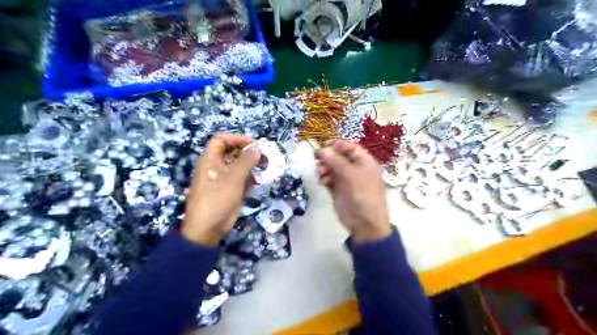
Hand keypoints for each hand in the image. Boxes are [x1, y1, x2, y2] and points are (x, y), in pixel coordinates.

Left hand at [183, 134, 261, 245]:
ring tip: (266, 166)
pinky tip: (261, 179)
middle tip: (263, 155)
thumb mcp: (233, 178)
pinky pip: (241, 178)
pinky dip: (251, 177)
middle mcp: (216, 166)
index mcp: (210, 159)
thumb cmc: (217, 198)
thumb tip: (257, 148)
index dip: (237, 138)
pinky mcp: (230, 189)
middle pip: (232, 152)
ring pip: (239, 165)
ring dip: (252, 165)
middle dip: (248, 152)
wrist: (208, 227)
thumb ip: (246, 161)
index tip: (253, 144)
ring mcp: (223, 178)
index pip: (221, 140)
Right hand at [314, 139, 395, 242]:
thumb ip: (336, 161)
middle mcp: (355, 169)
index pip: (351, 148)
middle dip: (328, 157)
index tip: (325, 144)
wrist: (364, 222)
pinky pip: (329, 179)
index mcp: (364, 162)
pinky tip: (322, 182)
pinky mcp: (338, 189)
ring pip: (332, 168)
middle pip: (339, 157)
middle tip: (316, 158)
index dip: (338, 145)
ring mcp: (346, 180)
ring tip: (320, 173)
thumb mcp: (351, 175)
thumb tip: (321, 149)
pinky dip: (324, 178)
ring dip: (325, 168)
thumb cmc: (362, 194)